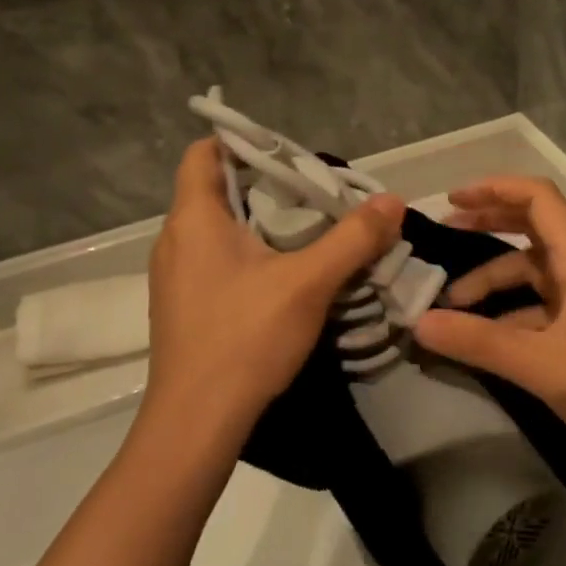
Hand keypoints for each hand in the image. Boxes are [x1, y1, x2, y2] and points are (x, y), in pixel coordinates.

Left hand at [146, 138, 405, 438]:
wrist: (195, 424)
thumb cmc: (245, 338)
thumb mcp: (309, 283)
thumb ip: (353, 239)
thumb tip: (392, 201)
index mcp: (193, 218)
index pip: (204, 152)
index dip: (242, 141)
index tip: (289, 152)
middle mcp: (174, 239)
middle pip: (216, 189)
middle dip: (265, 183)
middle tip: (313, 190)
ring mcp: (173, 276)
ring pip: (217, 227)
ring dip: (258, 220)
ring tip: (307, 227)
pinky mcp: (182, 305)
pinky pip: (214, 258)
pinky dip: (247, 252)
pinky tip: (283, 273)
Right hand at [411, 176, 565, 466]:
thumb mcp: (540, 363)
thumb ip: (479, 342)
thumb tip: (419, 323)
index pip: (538, 198)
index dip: (494, 189)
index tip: (453, 201)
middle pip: (532, 228)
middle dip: (488, 224)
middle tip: (444, 234)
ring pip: (533, 274)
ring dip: (493, 281)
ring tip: (451, 306)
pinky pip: (540, 307)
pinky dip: (510, 313)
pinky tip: (484, 339)